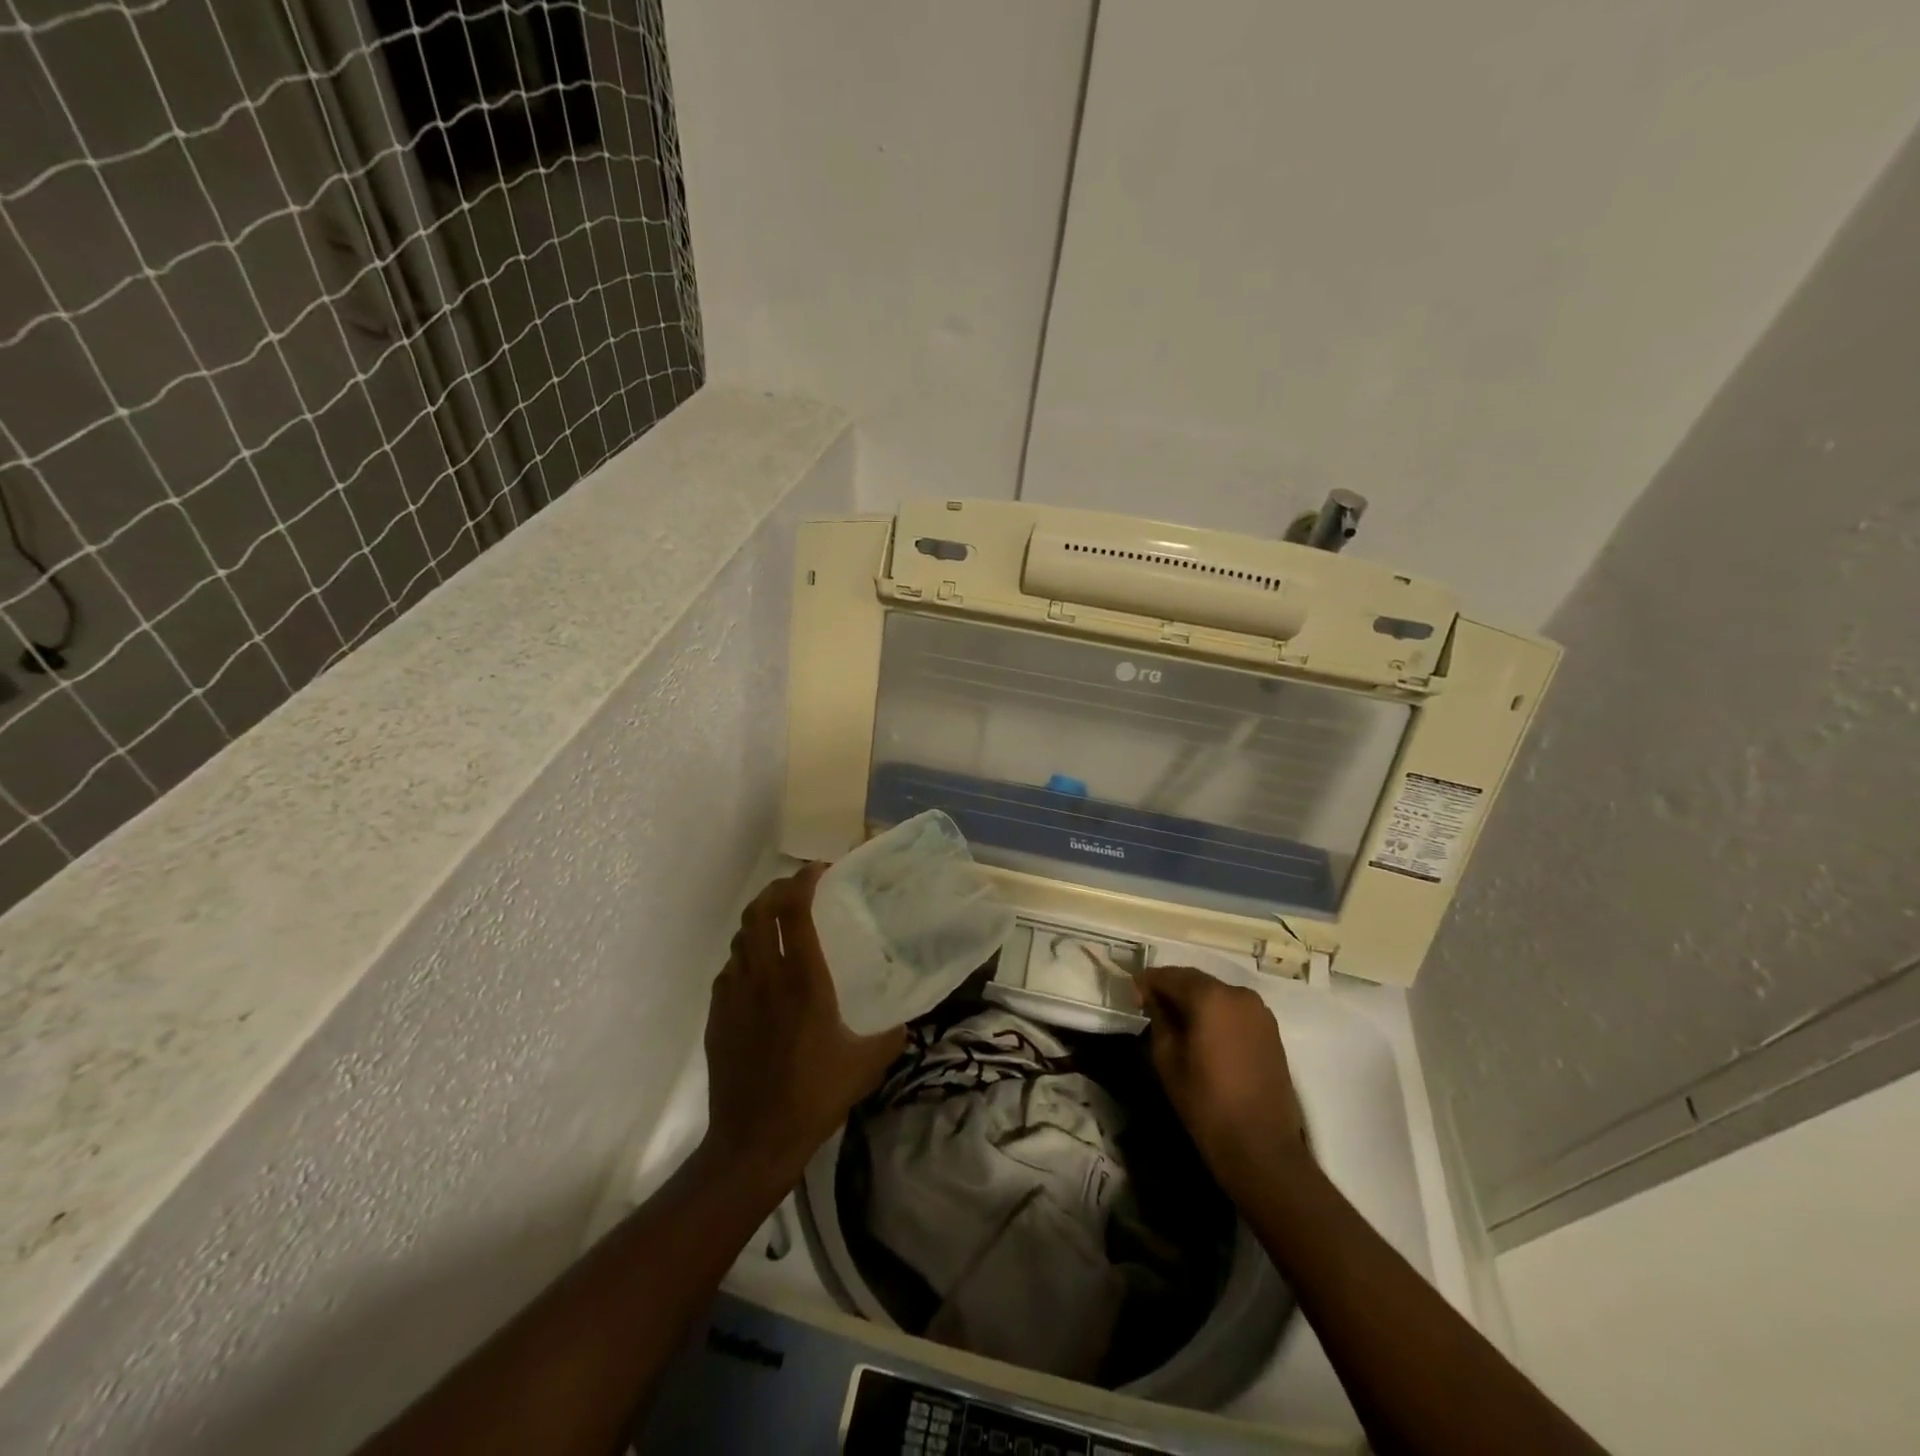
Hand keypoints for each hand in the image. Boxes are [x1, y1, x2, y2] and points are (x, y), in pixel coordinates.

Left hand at [702, 865, 906, 1188]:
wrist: (753, 1140)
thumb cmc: (815, 1096)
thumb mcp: (868, 1064)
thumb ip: (892, 1033)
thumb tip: (907, 1018)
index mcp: (802, 980)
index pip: (795, 911)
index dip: (804, 881)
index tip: (820, 871)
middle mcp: (764, 977)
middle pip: (759, 911)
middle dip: (777, 890)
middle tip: (798, 889)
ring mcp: (734, 995)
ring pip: (741, 937)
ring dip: (759, 921)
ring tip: (779, 925)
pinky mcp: (716, 1015)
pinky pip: (729, 968)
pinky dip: (745, 955)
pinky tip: (759, 972)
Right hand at [1136, 965, 1308, 1194]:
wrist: (1260, 1146)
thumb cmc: (1205, 1101)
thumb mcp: (1167, 1058)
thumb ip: (1158, 1018)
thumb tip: (1153, 999)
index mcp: (1209, 997)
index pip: (1169, 976)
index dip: (1147, 982)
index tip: (1131, 996)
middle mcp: (1237, 993)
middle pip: (1195, 980)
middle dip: (1171, 988)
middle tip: (1149, 1005)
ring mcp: (1259, 1011)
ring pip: (1216, 993)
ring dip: (1194, 999)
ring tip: (1176, 1020)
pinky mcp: (1271, 1030)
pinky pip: (1234, 1008)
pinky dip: (1215, 1012)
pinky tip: (1203, 1031)